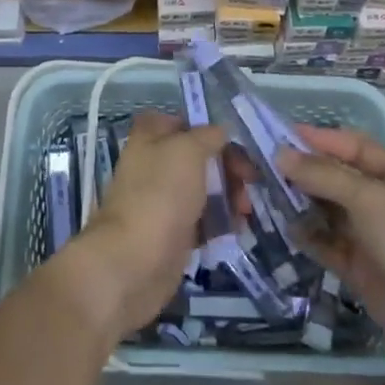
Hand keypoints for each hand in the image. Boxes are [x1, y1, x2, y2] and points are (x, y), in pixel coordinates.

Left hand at [56, 113, 225, 335]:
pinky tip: (237, 229)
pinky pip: (203, 219)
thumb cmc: (160, 194)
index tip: (234, 145)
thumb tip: (220, 131)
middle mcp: (155, 163)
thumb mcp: (188, 151)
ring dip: (229, 195)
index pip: (185, 122)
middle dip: (228, 167)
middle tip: (250, 182)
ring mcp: (163, 199)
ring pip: (203, 188)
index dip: (210, 130)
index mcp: (150, 136)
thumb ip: (208, 136)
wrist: (134, 261)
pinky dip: (220, 221)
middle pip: (199, 157)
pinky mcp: (173, 231)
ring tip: (244, 211)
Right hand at [276, 129, 384, 363]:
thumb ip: (324, 175)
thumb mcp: (371, 199)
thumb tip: (281, 154)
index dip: (322, 140)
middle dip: (308, 172)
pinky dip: (310, 236)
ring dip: (305, 203)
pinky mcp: (363, 269)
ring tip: (267, 192)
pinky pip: (330, 245)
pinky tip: (286, 227)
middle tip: (266, 164)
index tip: (283, 134)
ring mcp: (376, 237)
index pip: (357, 147)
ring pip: (332, 212)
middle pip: (341, 179)